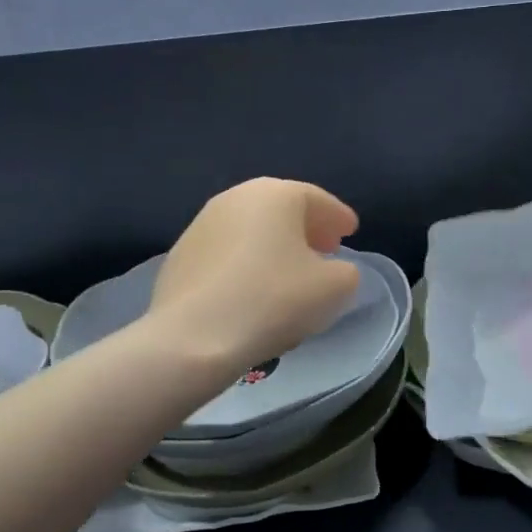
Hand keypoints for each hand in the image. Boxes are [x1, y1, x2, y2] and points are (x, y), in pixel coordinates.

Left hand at [148, 178, 362, 375]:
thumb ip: (345, 272)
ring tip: (290, 273)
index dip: (338, 217)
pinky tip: (254, 291)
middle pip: (281, 210)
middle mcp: (236, 197)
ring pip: (251, 230)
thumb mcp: (334, 288)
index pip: (317, 199)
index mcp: (275, 194)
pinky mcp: (180, 256)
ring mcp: (202, 225)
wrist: (193, 337)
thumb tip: (334, 270)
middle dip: (306, 229)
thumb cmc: (273, 300)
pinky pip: (227, 253)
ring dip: (274, 246)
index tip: (351, 232)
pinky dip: (246, 263)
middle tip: (326, 249)